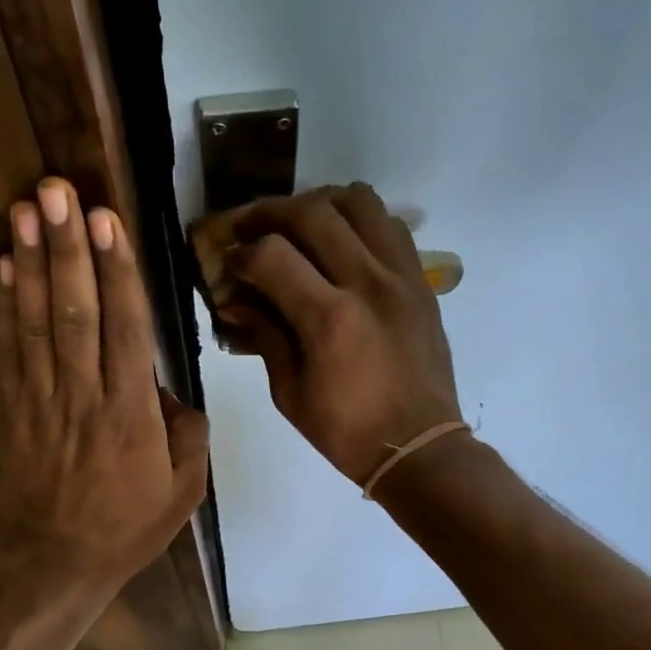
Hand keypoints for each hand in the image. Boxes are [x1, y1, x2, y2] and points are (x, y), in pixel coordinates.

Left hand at [0, 178, 209, 589]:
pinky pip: (9, 350)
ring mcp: (41, 401)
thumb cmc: (129, 526)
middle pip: (76, 312)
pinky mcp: (12, 410)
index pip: (125, 329)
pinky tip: (6, 265)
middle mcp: (84, 397)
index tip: (107, 220)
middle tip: (57, 190)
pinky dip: (5, 306)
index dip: (116, 271)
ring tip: (26, 208)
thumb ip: (188, 433)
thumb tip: (170, 391)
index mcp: (131, 415)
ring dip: (33, 262)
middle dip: (68, 248)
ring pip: (38, 322)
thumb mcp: (185, 490)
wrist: (59, 561)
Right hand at [217, 184, 463, 485]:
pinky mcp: (420, 282)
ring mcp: (401, 276)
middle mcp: (368, 283)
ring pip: (359, 202)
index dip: (241, 253)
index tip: (229, 264)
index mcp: (329, 319)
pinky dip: (359, 221)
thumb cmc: (347, 432)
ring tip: (298, 225)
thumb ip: (265, 337)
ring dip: (319, 203)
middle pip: (313, 212)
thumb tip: (236, 301)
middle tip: (249, 228)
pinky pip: (389, 226)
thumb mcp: (290, 394)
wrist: (419, 447)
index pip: (272, 255)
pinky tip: (342, 242)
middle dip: (270, 213)